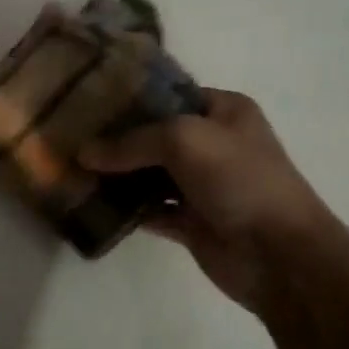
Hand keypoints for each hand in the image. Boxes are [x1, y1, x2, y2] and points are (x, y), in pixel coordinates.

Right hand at [81, 90, 335, 312]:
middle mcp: (213, 143)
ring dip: (117, 175)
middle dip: (116, 138)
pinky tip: (92, 205)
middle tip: (69, 136)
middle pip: (155, 135)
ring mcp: (202, 185)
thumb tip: (84, 153)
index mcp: (223, 111)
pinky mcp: (192, 222)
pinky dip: (126, 209)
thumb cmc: (239, 179)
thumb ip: (132, 142)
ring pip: (150, 174)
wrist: (280, 254)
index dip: (130, 97)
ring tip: (72, 169)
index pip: (169, 94)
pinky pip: (151, 210)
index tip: (86, 99)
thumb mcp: (185, 140)